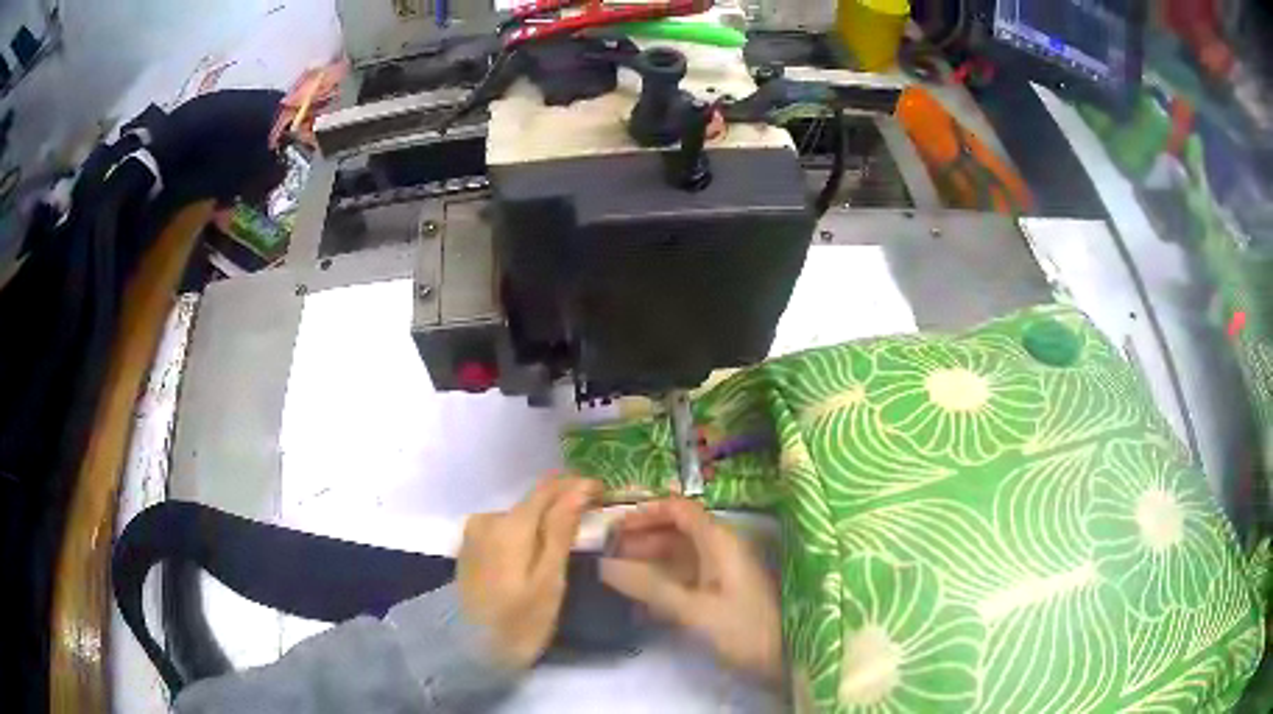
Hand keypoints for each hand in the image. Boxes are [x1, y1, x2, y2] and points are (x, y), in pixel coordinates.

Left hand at [457, 477, 600, 669]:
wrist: (470, 650)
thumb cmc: (519, 622)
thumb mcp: (549, 581)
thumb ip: (561, 531)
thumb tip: (579, 489)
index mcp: (510, 524)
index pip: (549, 487)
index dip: (579, 485)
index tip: (604, 495)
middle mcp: (488, 518)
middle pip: (533, 501)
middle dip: (564, 505)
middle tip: (593, 523)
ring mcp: (474, 532)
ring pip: (520, 515)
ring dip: (544, 521)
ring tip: (568, 541)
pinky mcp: (469, 548)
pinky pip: (505, 529)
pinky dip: (525, 534)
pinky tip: (536, 554)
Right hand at [599, 498, 783, 685]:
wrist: (788, 658)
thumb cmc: (744, 628)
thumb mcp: (693, 610)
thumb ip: (649, 586)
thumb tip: (604, 565)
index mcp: (719, 541)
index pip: (678, 509)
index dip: (645, 513)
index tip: (611, 527)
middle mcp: (721, 548)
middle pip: (676, 531)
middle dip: (640, 538)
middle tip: (604, 552)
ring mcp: (722, 571)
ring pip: (679, 555)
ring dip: (648, 561)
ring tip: (613, 573)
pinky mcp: (721, 592)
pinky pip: (686, 576)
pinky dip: (661, 581)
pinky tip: (639, 595)